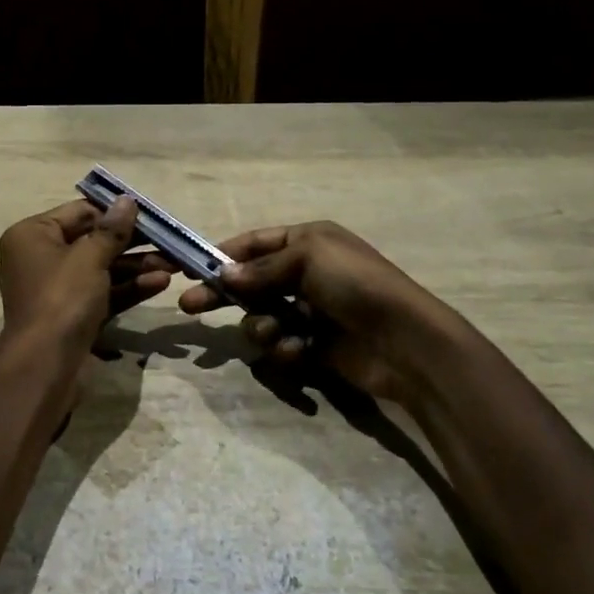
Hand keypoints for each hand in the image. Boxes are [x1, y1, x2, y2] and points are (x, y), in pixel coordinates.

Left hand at [0, 198, 174, 350]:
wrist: (45, 367)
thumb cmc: (62, 299)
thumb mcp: (89, 258)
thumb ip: (111, 230)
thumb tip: (127, 200)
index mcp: (33, 235)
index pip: (79, 212)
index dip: (115, 212)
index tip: (150, 213)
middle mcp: (41, 258)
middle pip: (93, 241)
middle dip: (133, 242)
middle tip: (169, 240)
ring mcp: (58, 289)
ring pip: (102, 269)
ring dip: (137, 266)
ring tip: (175, 263)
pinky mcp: (73, 315)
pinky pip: (103, 293)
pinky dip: (129, 288)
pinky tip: (161, 284)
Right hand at [177, 221, 452, 402]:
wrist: (404, 340)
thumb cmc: (355, 284)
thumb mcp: (307, 259)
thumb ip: (260, 269)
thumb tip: (222, 277)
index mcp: (307, 242)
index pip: (254, 244)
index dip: (222, 255)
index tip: (190, 269)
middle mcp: (306, 274)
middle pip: (250, 283)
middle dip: (223, 296)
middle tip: (189, 308)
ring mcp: (310, 312)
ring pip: (262, 318)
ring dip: (263, 326)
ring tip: (278, 333)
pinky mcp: (314, 346)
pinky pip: (282, 345)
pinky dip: (287, 348)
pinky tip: (302, 351)